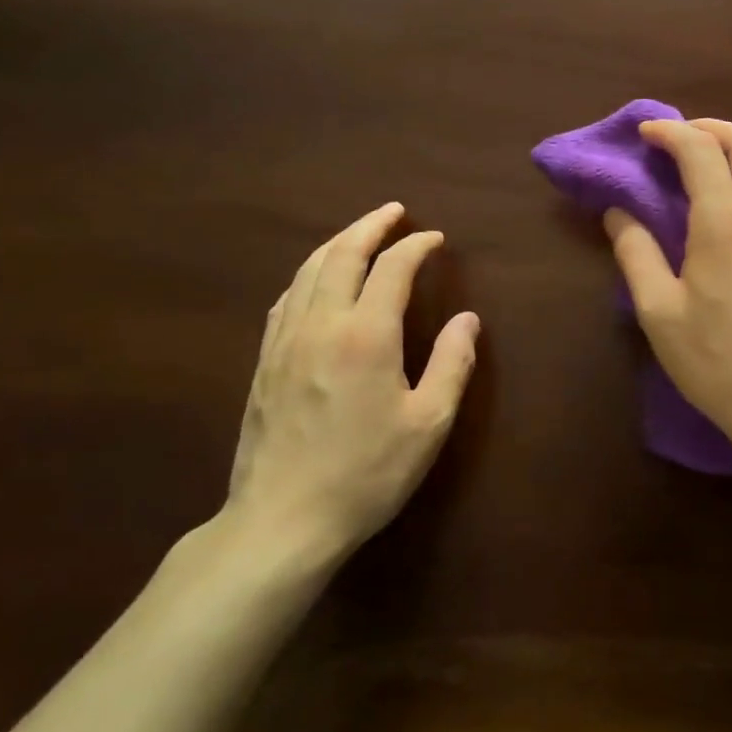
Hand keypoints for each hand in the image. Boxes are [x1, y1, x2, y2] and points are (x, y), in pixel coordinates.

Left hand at [225, 203, 478, 568]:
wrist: (282, 520)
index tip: (435, 238)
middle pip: (341, 255)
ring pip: (307, 272)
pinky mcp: (264, 363)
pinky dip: (308, 275)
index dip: (416, 246)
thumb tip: (467, 319)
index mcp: (365, 335)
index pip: (392, 268)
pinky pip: (286, 299)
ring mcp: (284, 342)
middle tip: (393, 211)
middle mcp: (320, 325)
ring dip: (336, 244)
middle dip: (370, 226)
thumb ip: (452, 364)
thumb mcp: (428, 423)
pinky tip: (315, 281)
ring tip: (358, 233)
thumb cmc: (366, 473)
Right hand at [604, 119, 731, 452]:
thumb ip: (636, 253)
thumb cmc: (718, 363)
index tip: (646, 133)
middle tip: (680, 137)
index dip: (670, 132)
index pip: (700, 151)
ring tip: (720, 156)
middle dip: (710, 129)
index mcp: (727, 224)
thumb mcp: (660, 313)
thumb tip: (618, 212)